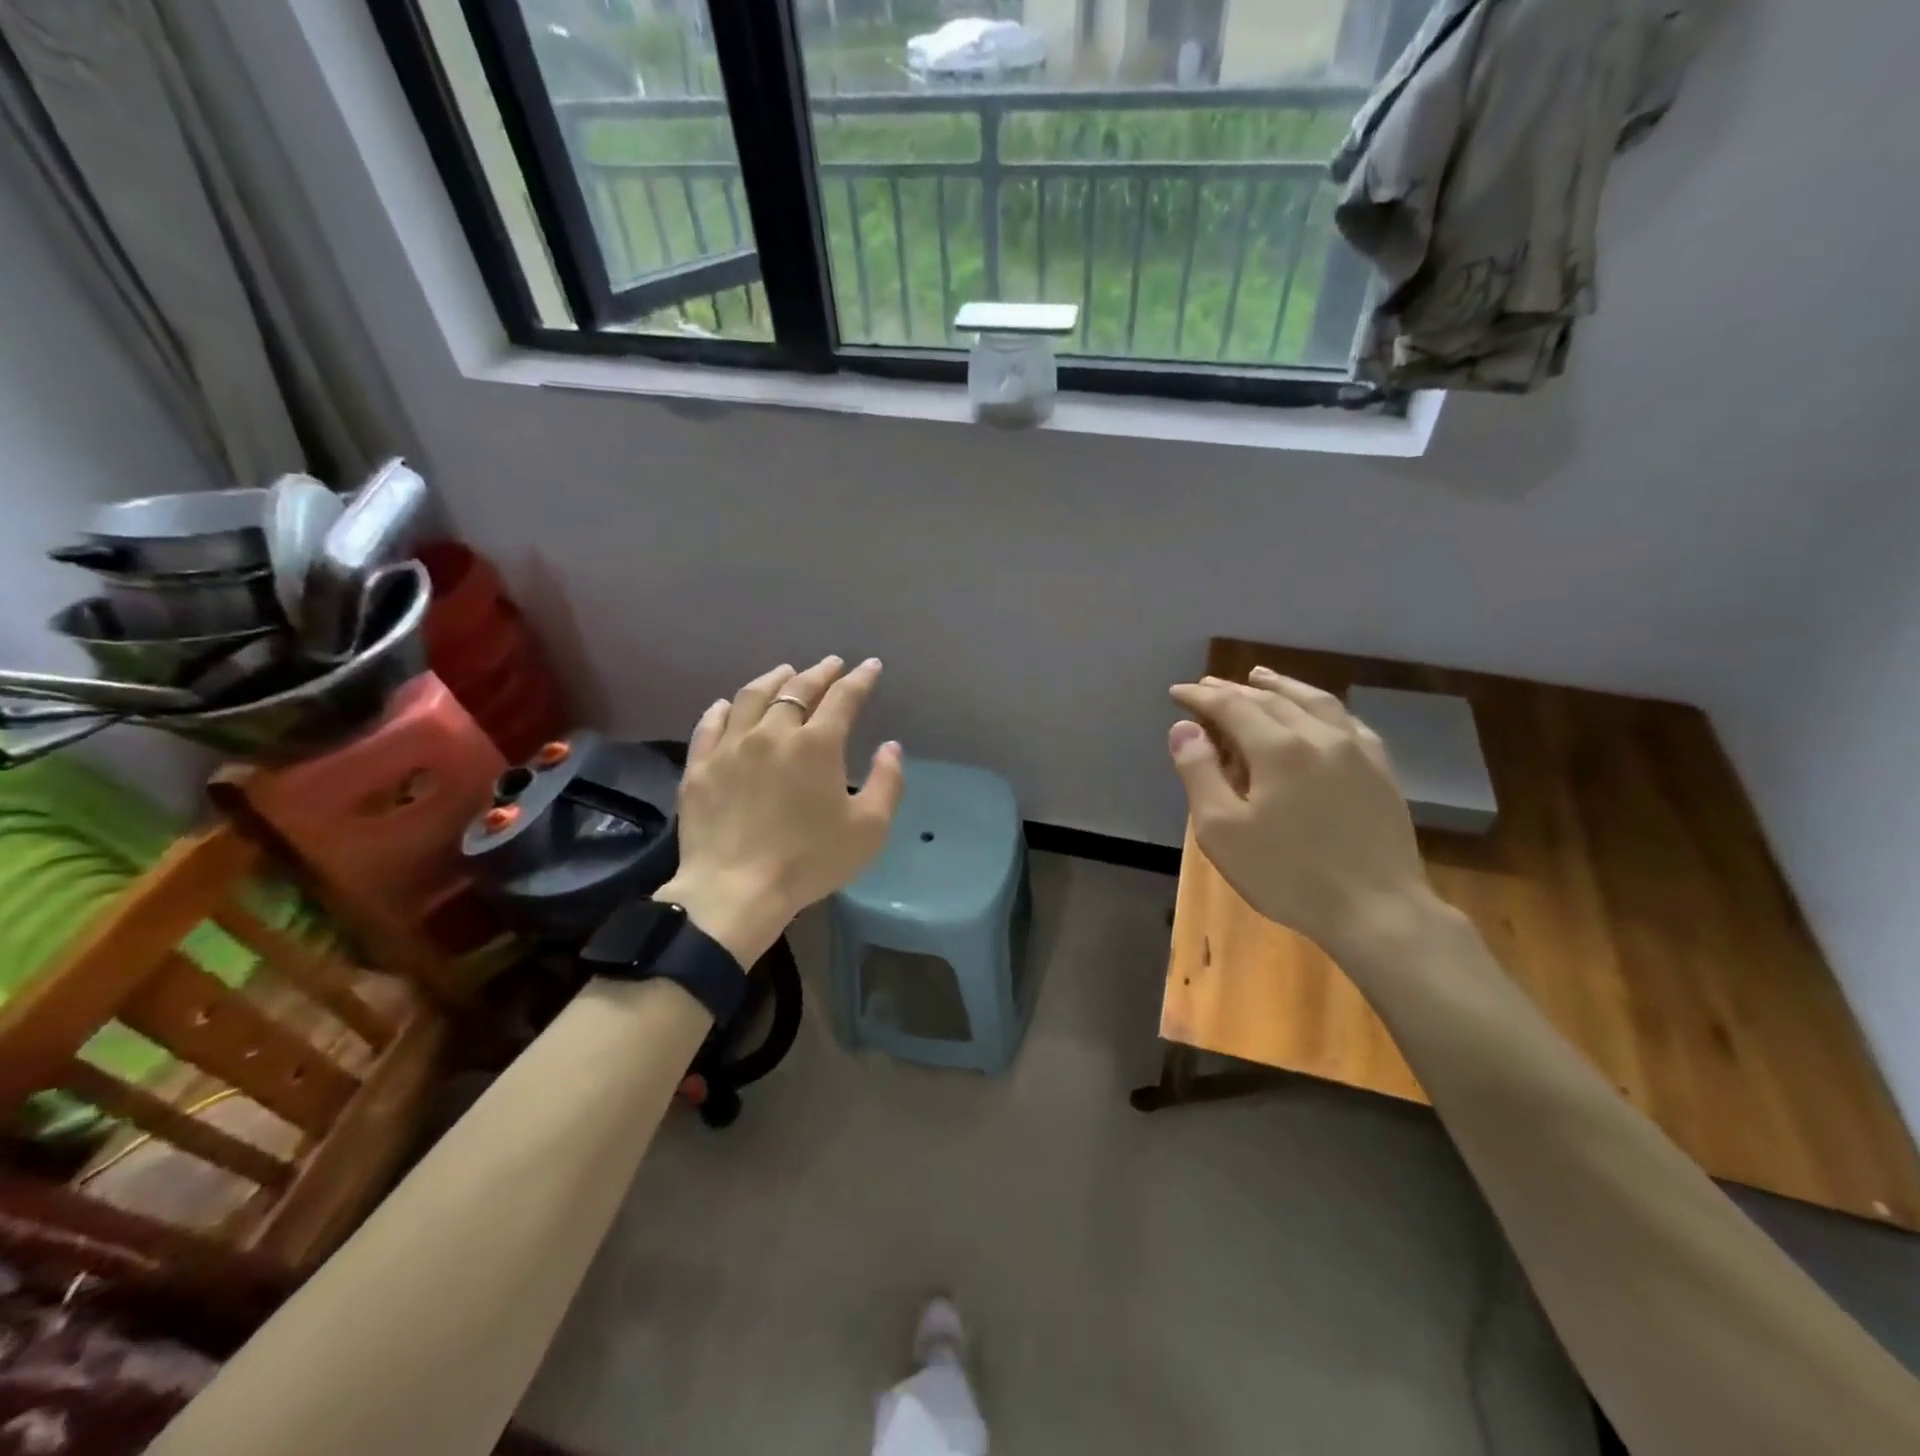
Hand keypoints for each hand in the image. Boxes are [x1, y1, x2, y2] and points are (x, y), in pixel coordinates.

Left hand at [655, 657, 904, 967]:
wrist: (735, 891)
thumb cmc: (810, 861)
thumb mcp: (868, 829)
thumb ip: (887, 782)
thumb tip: (890, 747)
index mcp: (816, 745)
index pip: (843, 698)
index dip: (860, 679)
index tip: (870, 666)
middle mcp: (773, 733)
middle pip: (797, 689)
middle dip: (819, 672)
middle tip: (831, 664)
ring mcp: (731, 747)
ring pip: (751, 697)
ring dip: (773, 679)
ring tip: (784, 672)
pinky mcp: (700, 766)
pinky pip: (710, 724)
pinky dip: (724, 708)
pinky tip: (729, 704)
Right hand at [1168, 667, 1433, 960]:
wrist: (1377, 911)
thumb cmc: (1287, 874)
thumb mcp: (1222, 831)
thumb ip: (1200, 773)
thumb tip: (1184, 729)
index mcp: (1278, 748)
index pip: (1231, 706)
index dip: (1200, 696)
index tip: (1177, 692)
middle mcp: (1319, 736)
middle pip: (1270, 700)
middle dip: (1234, 690)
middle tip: (1207, 686)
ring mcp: (1357, 751)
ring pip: (1314, 702)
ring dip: (1281, 686)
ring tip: (1260, 676)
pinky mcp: (1381, 771)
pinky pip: (1346, 722)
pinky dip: (1320, 707)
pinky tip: (1317, 712)